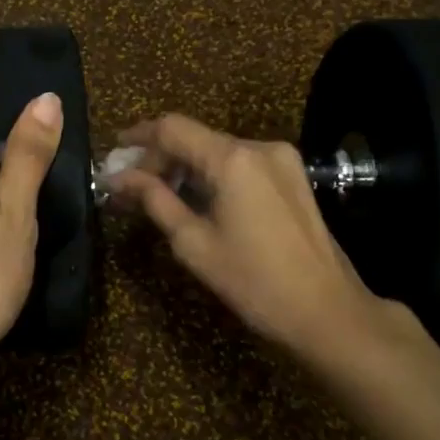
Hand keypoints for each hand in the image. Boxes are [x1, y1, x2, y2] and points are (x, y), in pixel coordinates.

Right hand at [112, 114, 407, 363]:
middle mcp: (259, 147)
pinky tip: (197, 200)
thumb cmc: (253, 281)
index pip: (172, 128)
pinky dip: (212, 175)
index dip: (138, 138)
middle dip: (159, 158)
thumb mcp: (193, 243)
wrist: (326, 310)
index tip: (113, 156)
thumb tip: (119, 178)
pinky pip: (240, 164)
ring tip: (158, 196)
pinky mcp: (292, 177)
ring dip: (185, 168)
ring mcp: (281, 160)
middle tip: (130, 188)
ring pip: (218, 151)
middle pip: (195, 137)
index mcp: (232, 159)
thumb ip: (154, 201)